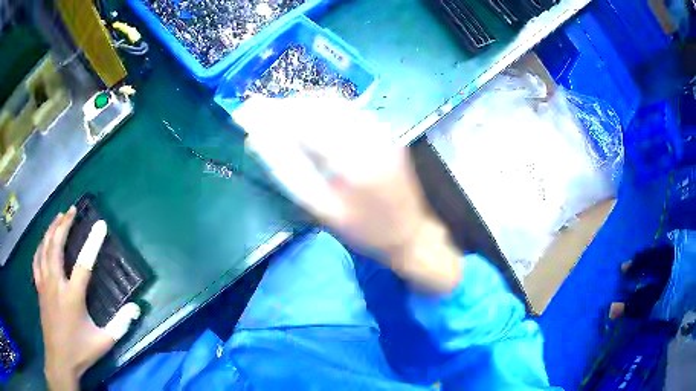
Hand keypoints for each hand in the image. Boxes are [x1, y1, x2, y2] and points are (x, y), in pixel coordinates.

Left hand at [33, 207, 139, 389]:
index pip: (83, 264)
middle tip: (72, 210)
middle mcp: (55, 284)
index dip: (93, 242)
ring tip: (58, 217)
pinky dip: (40, 245)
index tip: (100, 224)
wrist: (59, 359)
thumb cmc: (80, 351)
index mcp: (72, 296)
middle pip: (56, 245)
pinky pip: (37, 259)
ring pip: (44, 248)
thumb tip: (136, 308)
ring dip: (51, 230)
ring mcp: (44, 283)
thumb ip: (120, 325)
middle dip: (64, 224)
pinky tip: (44, 241)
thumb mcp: (103, 342)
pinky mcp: (39, 287)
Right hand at [235, 97, 461, 291]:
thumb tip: (257, 141)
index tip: (246, 112)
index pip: (303, 123)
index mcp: (352, 160)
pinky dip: (322, 108)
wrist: (410, 233)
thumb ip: (288, 172)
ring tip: (277, 113)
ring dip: (302, 104)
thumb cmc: (364, 231)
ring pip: (334, 103)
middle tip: (257, 110)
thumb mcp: (322, 210)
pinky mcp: (386, 130)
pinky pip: (349, 110)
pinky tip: (307, 116)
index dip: (271, 114)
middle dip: (284, 106)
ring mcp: (381, 129)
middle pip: (318, 106)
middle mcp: (369, 135)